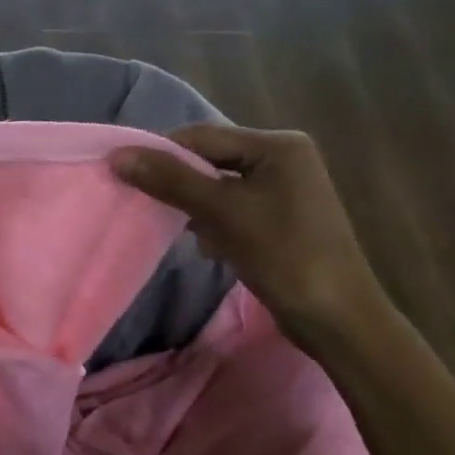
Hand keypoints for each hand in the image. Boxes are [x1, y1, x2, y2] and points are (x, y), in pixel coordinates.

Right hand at [109, 125, 386, 342]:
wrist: (336, 318)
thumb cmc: (283, 255)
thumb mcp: (223, 212)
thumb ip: (170, 180)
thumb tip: (118, 155)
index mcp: (277, 145)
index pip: (203, 136)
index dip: (161, 153)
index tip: (123, 175)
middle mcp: (282, 158)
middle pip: (211, 159)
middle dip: (179, 183)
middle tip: (146, 203)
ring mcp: (284, 190)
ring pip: (218, 187)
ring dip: (194, 206)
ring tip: (177, 228)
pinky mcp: (280, 219)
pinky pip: (232, 208)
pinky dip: (213, 223)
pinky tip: (208, 247)